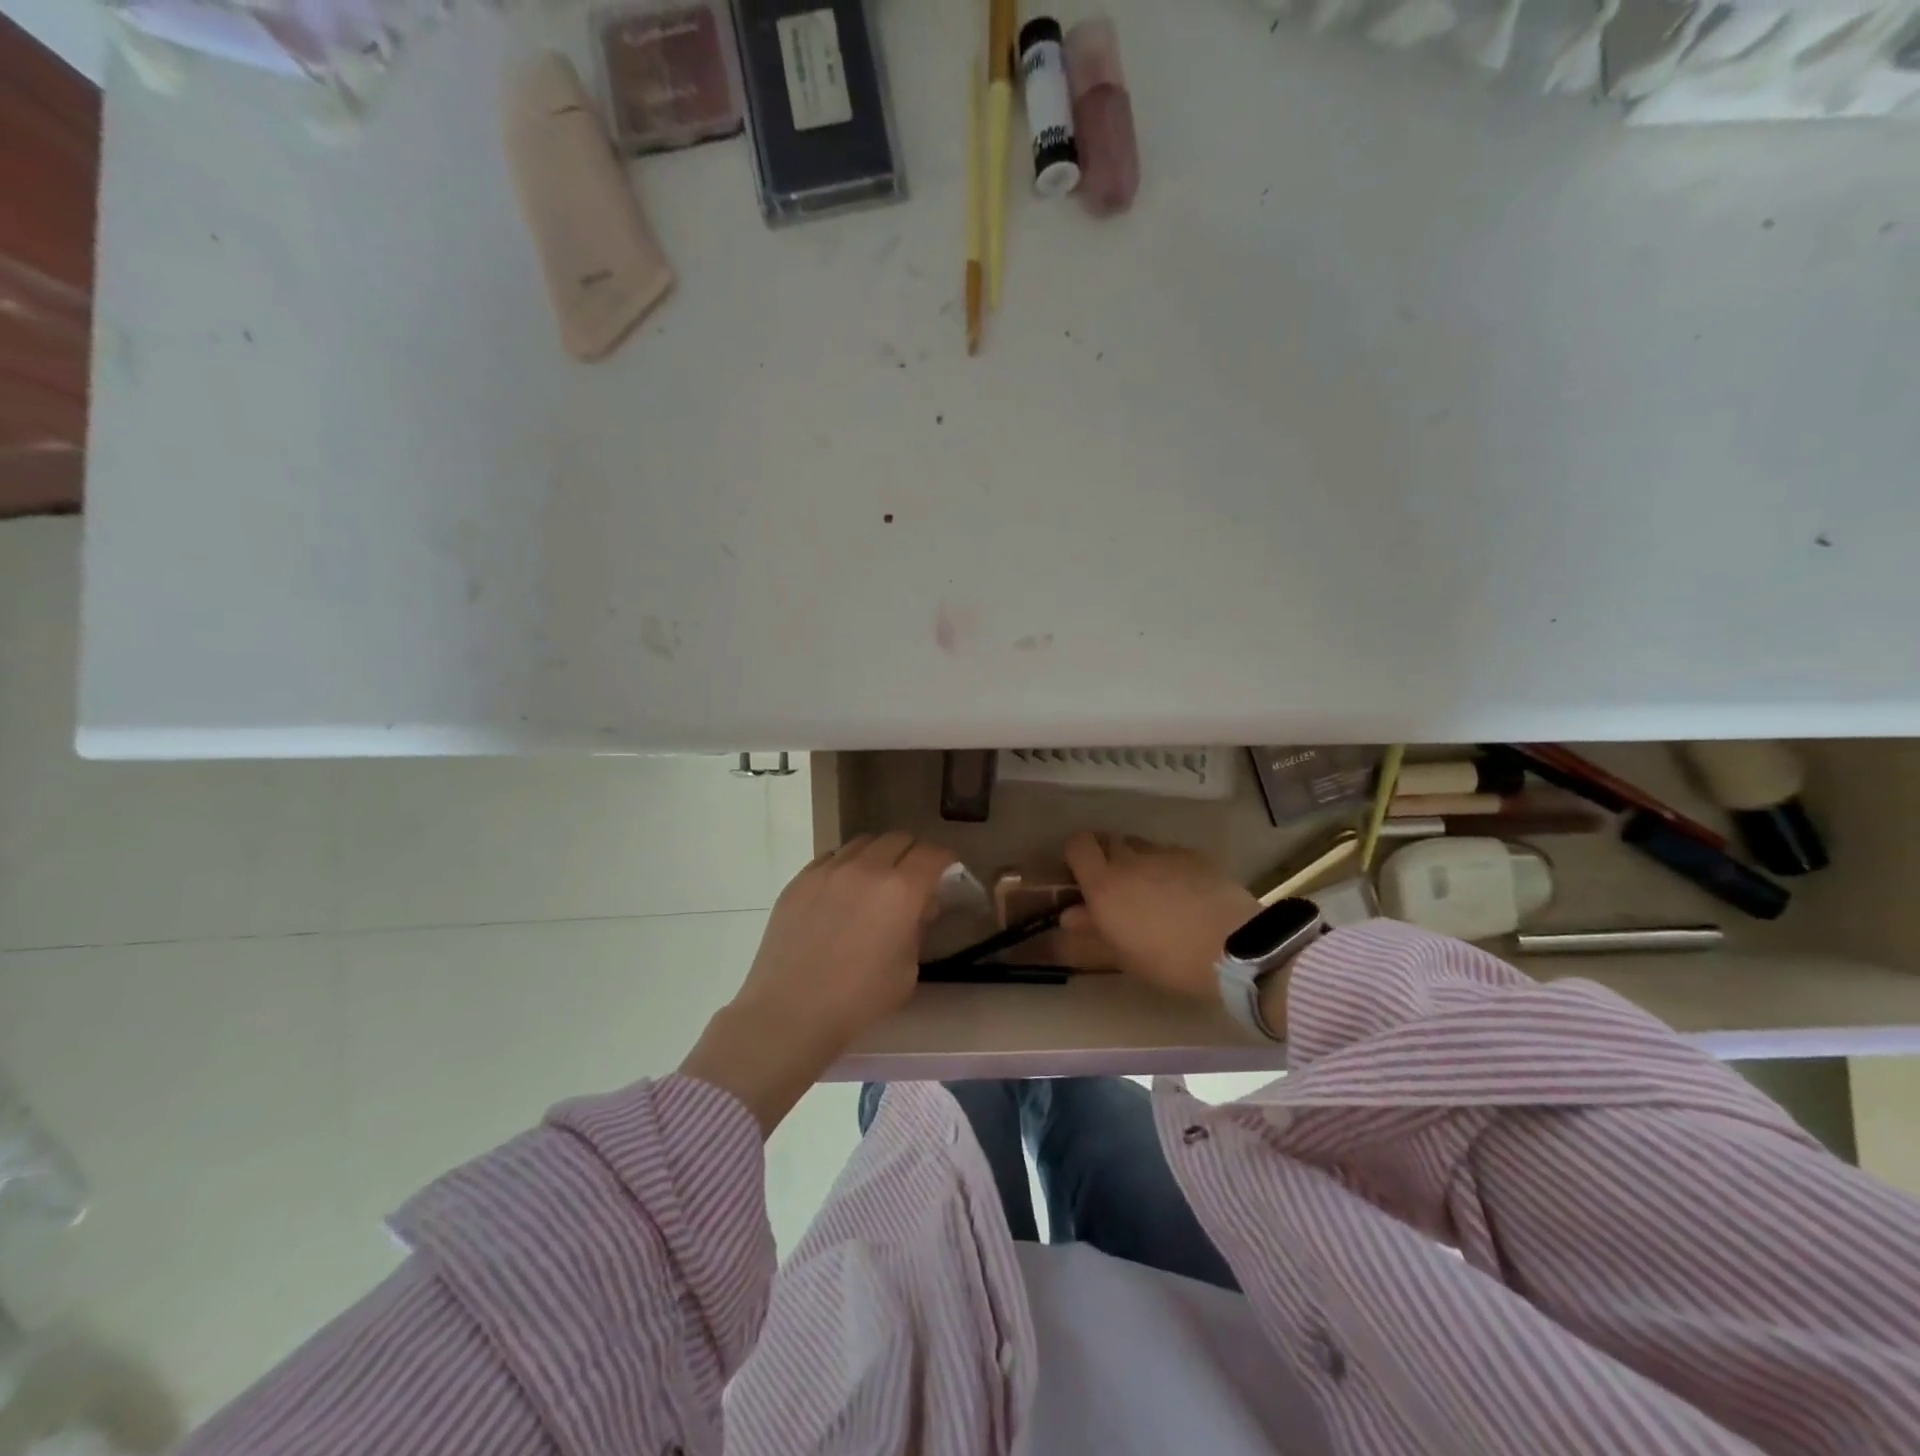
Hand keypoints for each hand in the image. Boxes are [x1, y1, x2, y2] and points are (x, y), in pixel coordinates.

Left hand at [681, 832, 955, 1133]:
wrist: (790, 1012)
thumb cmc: (858, 1000)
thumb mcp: (907, 971)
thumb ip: (918, 929)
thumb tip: (918, 907)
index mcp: (901, 890)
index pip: (932, 854)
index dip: (945, 860)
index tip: (946, 872)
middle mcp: (866, 868)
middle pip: (899, 839)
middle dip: (913, 854)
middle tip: (913, 879)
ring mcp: (828, 870)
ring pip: (864, 842)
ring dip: (879, 856)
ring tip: (875, 883)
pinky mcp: (800, 879)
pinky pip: (832, 857)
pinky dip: (847, 866)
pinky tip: (842, 893)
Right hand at [1054, 833, 1258, 1001]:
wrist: (1233, 948)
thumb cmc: (1168, 960)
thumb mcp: (1123, 956)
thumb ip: (1092, 932)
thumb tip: (1070, 916)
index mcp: (1104, 884)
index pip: (1078, 845)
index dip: (1078, 855)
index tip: (1083, 875)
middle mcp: (1129, 860)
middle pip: (1109, 841)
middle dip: (1109, 857)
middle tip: (1119, 888)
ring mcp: (1164, 854)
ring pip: (1141, 847)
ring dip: (1140, 862)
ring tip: (1155, 892)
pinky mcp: (1194, 855)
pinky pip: (1171, 854)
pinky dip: (1170, 868)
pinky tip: (1186, 894)